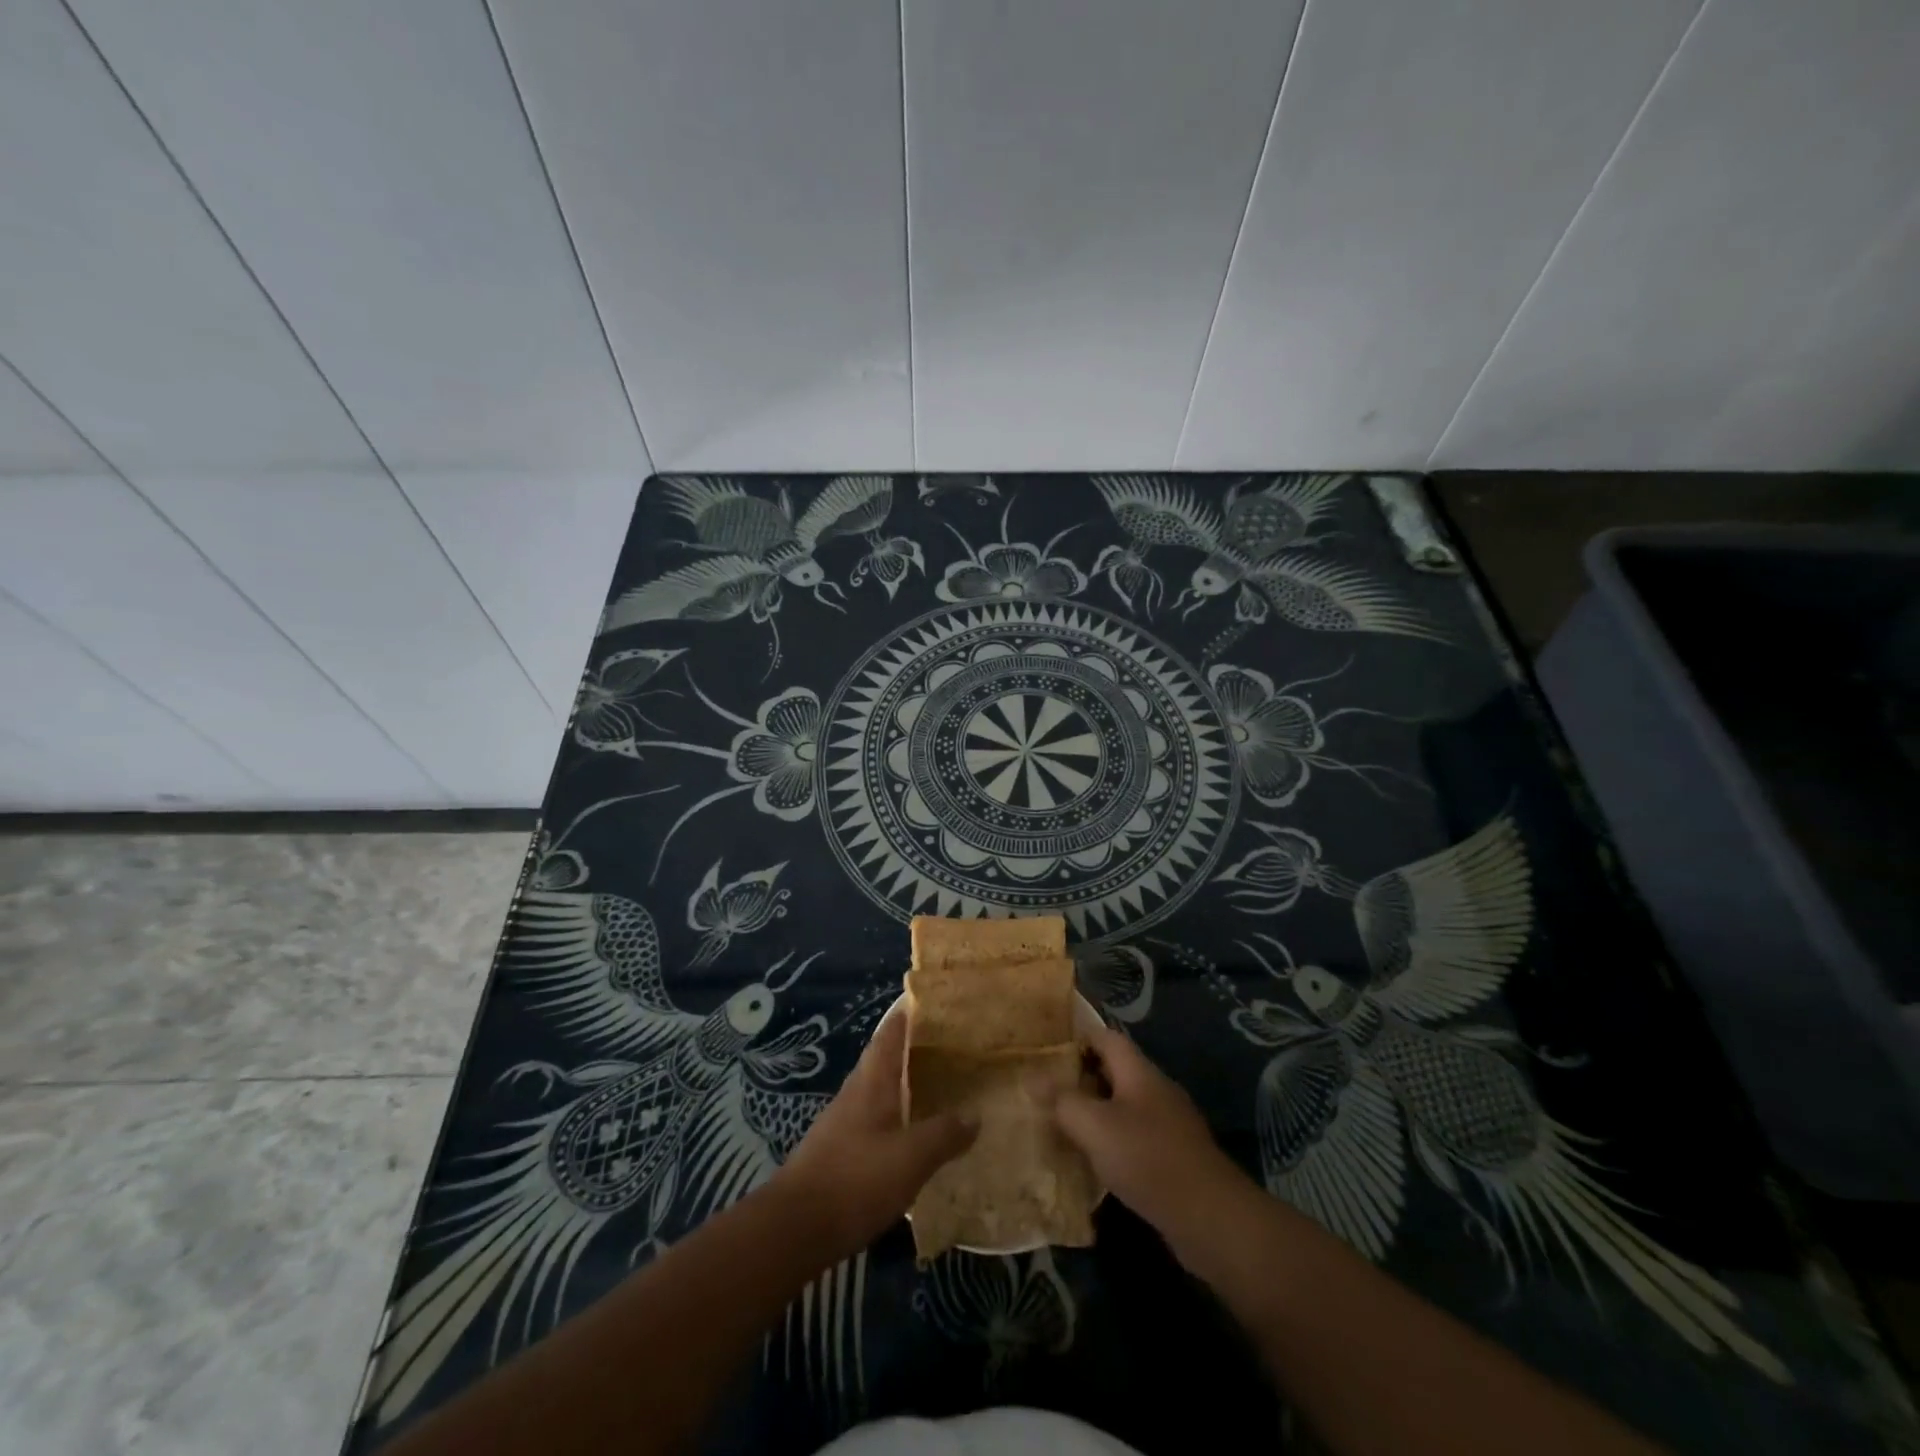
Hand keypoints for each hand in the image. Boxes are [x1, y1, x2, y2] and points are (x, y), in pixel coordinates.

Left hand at [771, 1011, 976, 1259]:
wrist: (794, 1229)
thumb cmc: (855, 1180)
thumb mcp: (911, 1157)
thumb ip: (944, 1134)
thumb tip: (975, 1115)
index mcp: (872, 1082)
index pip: (890, 1034)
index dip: (908, 1015)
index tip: (932, 1002)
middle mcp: (855, 1093)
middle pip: (884, 1060)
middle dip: (912, 1051)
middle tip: (948, 1047)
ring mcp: (842, 1123)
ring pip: (879, 1091)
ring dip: (904, 1086)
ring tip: (937, 1087)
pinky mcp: (837, 1153)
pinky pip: (873, 1122)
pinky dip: (895, 1118)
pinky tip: (911, 1136)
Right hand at [1044, 1027, 1251, 1247]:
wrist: (1210, 1218)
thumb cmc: (1147, 1159)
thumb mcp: (1095, 1126)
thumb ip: (1063, 1101)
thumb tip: (1033, 1078)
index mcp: (1139, 1072)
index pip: (1106, 1037)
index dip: (1078, 1036)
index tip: (1047, 1049)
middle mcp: (1156, 1090)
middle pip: (1115, 1070)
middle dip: (1081, 1076)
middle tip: (1046, 1089)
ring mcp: (1169, 1124)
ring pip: (1124, 1105)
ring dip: (1095, 1111)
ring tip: (1062, 1124)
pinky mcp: (1174, 1156)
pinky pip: (1135, 1135)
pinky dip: (1112, 1140)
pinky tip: (1094, 1161)